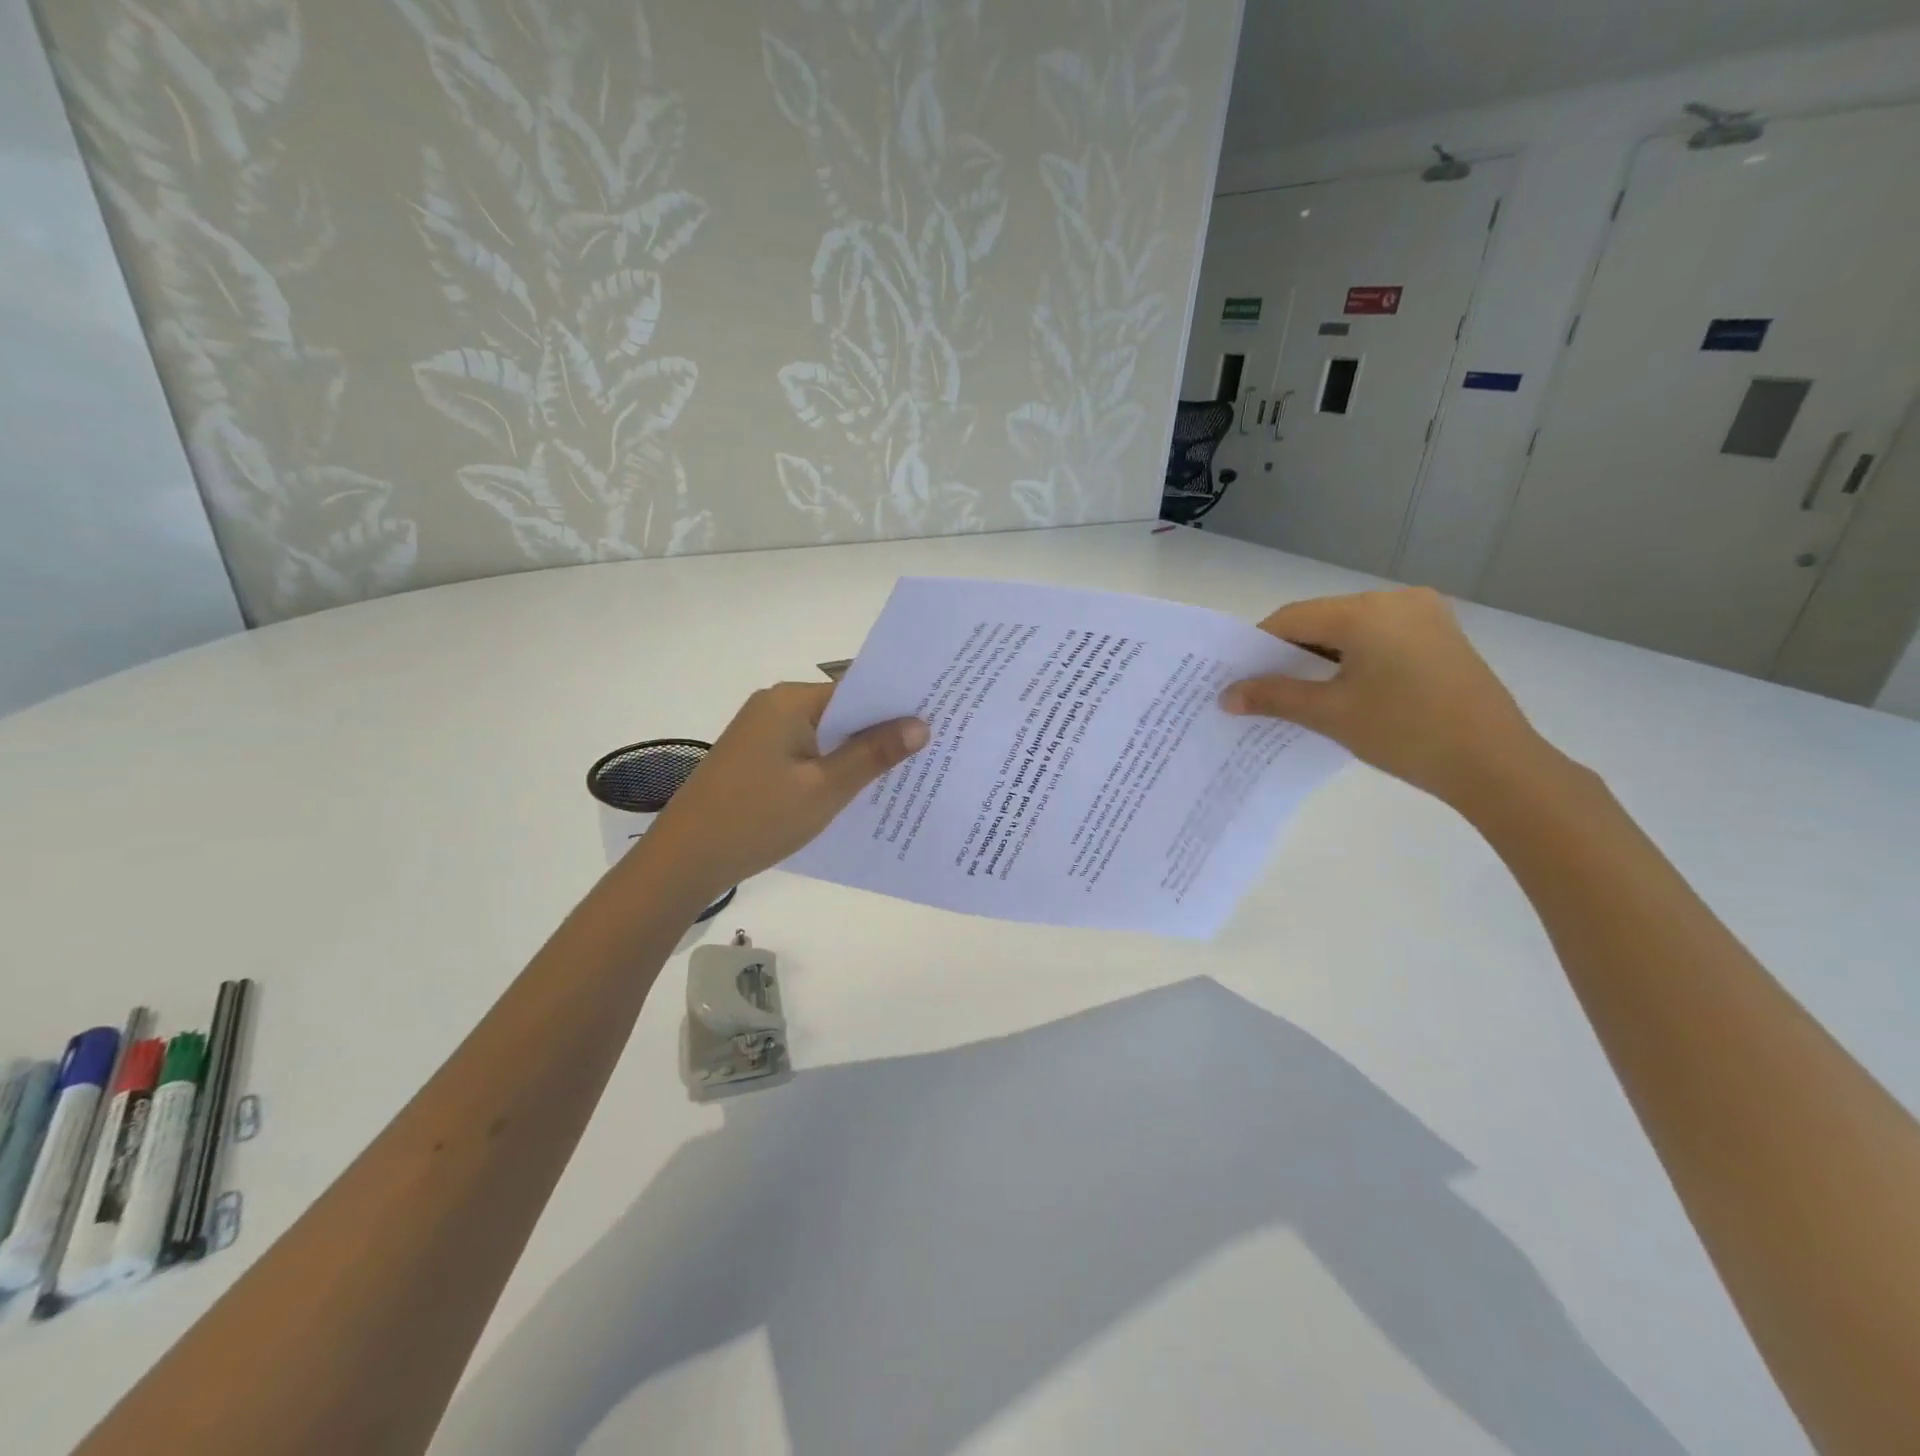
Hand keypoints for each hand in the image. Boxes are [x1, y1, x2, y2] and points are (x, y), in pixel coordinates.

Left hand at [645, 682, 927, 897]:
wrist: (683, 860)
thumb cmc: (756, 819)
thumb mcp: (824, 789)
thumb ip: (872, 755)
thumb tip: (920, 725)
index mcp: (790, 701)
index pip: (857, 688)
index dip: (896, 703)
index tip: (939, 715)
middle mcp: (775, 706)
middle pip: (843, 711)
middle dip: (882, 730)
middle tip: (935, 746)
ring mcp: (763, 734)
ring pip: (827, 735)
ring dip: (858, 753)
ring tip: (908, 771)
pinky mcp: (757, 759)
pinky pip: (808, 754)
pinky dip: (833, 767)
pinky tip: (860, 790)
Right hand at [1220, 588, 1550, 807]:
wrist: (1495, 764)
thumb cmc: (1405, 732)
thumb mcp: (1330, 714)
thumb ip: (1274, 697)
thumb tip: (1226, 696)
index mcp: (1367, 611)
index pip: (1293, 618)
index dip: (1258, 646)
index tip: (1237, 677)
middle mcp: (1397, 600)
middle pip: (1322, 620)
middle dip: (1289, 653)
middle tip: (1264, 689)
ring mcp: (1426, 616)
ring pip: (1352, 629)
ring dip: (1321, 658)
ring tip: (1301, 695)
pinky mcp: (1442, 637)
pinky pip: (1380, 638)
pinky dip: (1354, 659)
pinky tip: (1343, 690)